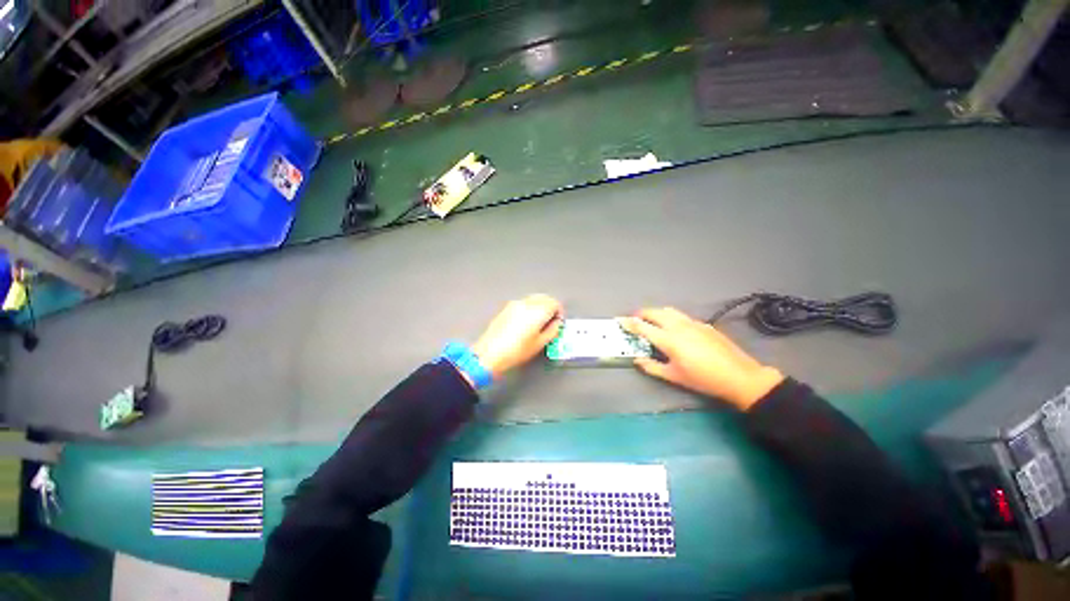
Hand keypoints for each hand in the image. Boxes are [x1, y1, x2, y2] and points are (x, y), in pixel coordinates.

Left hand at [472, 294, 563, 379]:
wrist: (490, 353)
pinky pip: (524, 302)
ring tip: (539, 321)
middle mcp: (526, 303)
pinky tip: (527, 321)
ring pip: (533, 299)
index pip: (554, 303)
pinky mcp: (506, 307)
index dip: (559, 312)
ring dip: (540, 306)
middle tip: (551, 320)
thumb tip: (557, 324)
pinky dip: (530, 307)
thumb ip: (553, 330)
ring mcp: (515, 304)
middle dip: (550, 307)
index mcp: (537, 311)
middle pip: (544, 298)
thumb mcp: (540, 344)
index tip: (558, 321)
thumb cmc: (516, 351)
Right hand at [619, 308, 783, 409]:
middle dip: (641, 313)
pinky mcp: (703, 324)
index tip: (619, 320)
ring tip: (652, 321)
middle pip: (654, 312)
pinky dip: (671, 317)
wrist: (739, 376)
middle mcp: (678, 326)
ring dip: (656, 313)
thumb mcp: (674, 376)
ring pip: (669, 311)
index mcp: (669, 340)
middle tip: (635, 320)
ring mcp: (692, 323)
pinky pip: (682, 316)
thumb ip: (652, 367)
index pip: (642, 327)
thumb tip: (637, 360)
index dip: (629, 323)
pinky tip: (675, 328)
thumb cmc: (703, 379)